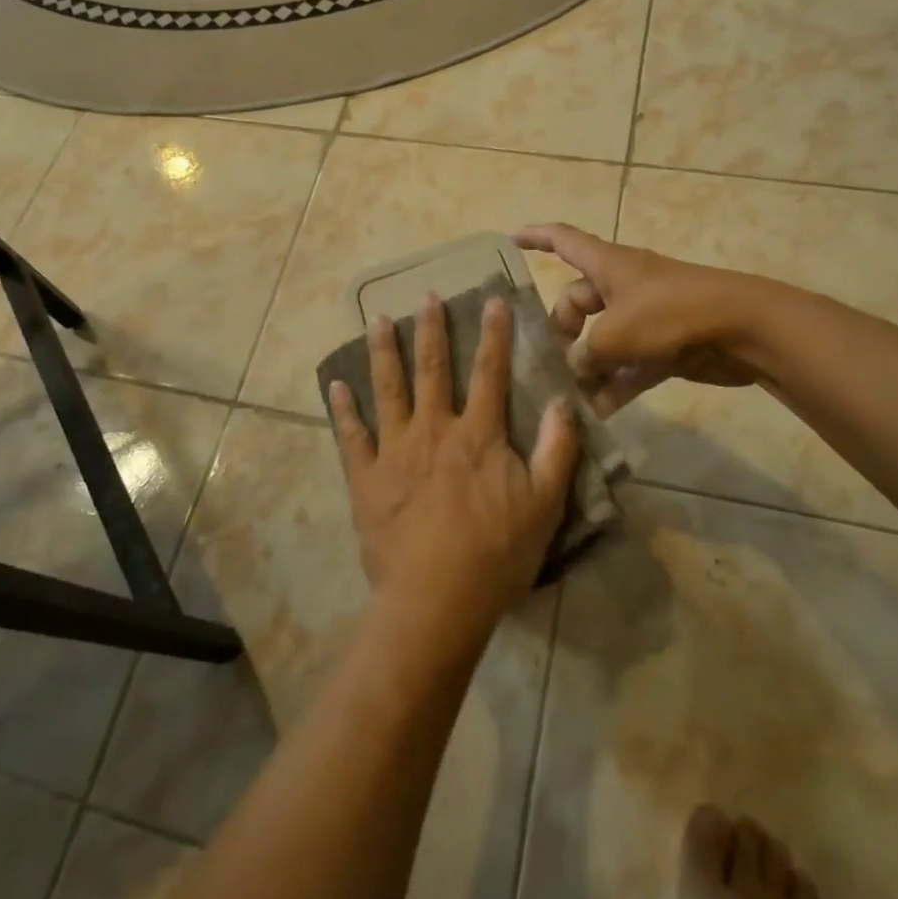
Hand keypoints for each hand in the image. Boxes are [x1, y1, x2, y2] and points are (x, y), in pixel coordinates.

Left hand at [328, 293, 578, 637]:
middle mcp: (434, 430)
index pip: (490, 373)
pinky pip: (351, 436)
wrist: (436, 601)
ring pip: (387, 389)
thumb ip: (556, 450)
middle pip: (433, 369)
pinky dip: (343, 409)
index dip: (494, 334)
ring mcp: (395, 451)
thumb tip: (562, 402)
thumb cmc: (496, 555)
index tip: (492, 301)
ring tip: (377, 319)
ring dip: (383, 352)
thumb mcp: (545, 505)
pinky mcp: (366, 478)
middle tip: (425, 297)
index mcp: (478, 435)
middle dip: (431, 330)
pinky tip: (335, 385)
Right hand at [515, 223, 764, 414]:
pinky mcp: (664, 346)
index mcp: (608, 265)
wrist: (743, 329)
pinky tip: (599, 413)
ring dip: (587, 367)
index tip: (511, 240)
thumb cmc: (671, 313)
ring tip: (568, 397)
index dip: (536, 237)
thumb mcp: (615, 334)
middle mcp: (623, 287)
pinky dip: (615, 385)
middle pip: (577, 302)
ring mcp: (645, 317)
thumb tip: (573, 369)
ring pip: (602, 340)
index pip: (564, 240)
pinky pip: (629, 365)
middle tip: (549, 364)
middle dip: (561, 331)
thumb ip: (585, 354)